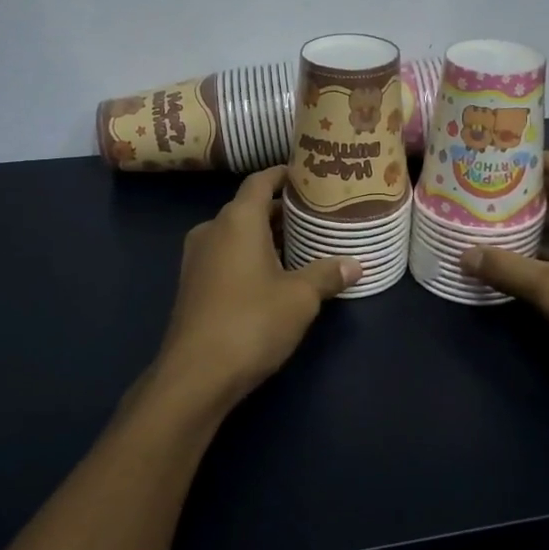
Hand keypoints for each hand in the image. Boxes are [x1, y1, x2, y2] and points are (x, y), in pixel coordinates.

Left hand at [147, 167, 359, 416]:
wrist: (195, 375)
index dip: (284, 174)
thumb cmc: (251, 322)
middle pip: (249, 207)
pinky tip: (274, 275)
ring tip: (302, 244)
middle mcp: (212, 230)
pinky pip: (226, 256)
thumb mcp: (300, 298)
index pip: (261, 181)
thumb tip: (355, 264)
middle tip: (317, 214)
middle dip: (282, 210)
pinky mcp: (193, 285)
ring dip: (266, 236)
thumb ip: (327, 274)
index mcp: (237, 220)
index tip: (309, 175)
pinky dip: (250, 256)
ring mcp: (197, 258)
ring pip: (237, 234)